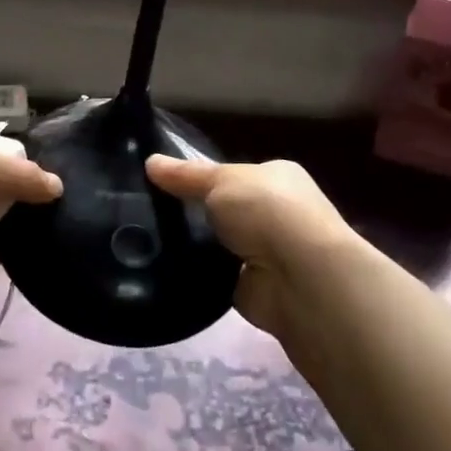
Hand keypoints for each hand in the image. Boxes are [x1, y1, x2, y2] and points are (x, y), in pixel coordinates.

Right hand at [145, 154, 356, 335]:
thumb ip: (186, 175)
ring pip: (221, 245)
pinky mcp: (256, 289)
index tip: (166, 183)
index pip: (235, 175)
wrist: (301, 277)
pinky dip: (201, 276)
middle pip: (227, 210)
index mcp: (277, 178)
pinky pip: (218, 277)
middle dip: (198, 213)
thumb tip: (150, 161)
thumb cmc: (266, 210)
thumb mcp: (220, 180)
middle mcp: (278, 214)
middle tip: (152, 212)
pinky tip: (170, 271)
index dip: (204, 178)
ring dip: (198, 246)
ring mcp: (269, 253)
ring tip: (151, 241)